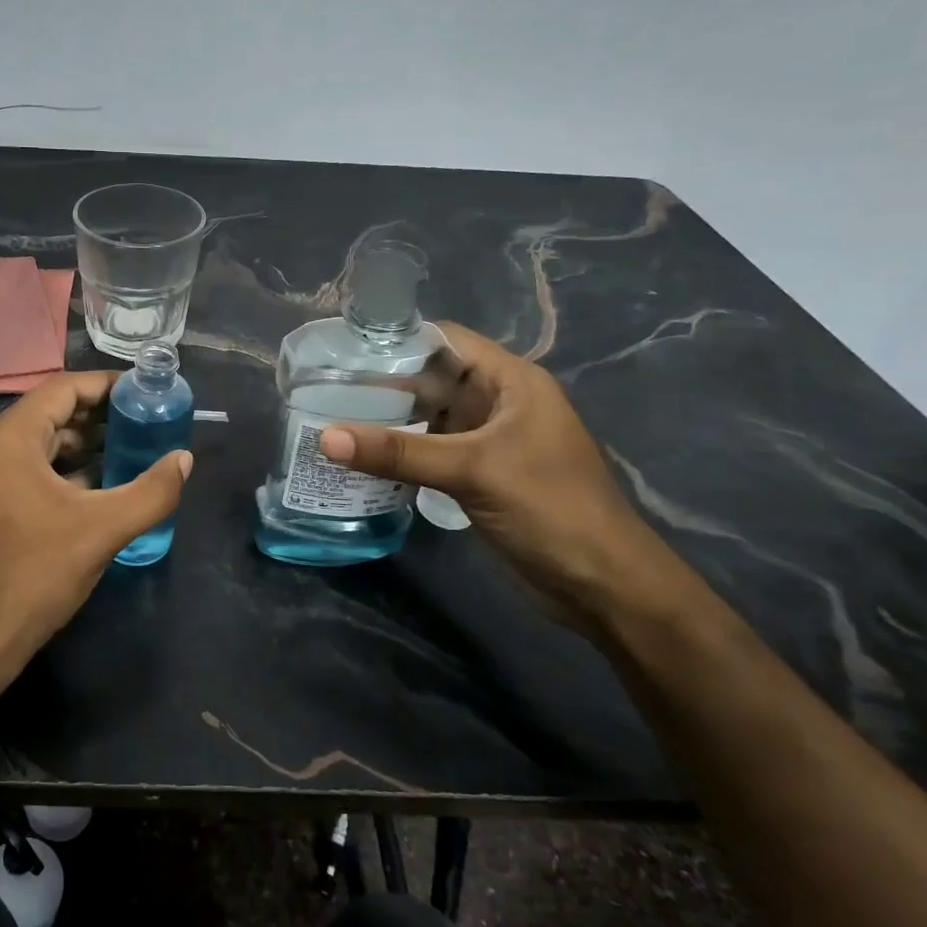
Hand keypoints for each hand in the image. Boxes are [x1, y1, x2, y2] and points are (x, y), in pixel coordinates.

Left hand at [0, 370, 191, 679]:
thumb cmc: (33, 576)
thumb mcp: (102, 531)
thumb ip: (152, 491)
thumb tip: (184, 459)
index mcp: (5, 439)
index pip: (62, 389)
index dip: (106, 386)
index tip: (143, 392)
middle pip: (47, 415)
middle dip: (97, 418)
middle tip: (142, 424)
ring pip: (34, 445)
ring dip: (79, 447)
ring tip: (127, 452)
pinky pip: (20, 471)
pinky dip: (57, 472)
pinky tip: (93, 488)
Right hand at [319, 322, 685, 629]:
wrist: (602, 585)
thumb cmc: (550, 508)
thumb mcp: (473, 470)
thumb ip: (399, 452)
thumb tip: (325, 438)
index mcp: (511, 381)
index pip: (445, 340)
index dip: (397, 340)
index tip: (343, 349)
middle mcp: (498, 402)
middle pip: (432, 379)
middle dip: (383, 383)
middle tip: (323, 388)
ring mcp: (488, 441)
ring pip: (428, 418)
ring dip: (387, 421)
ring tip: (330, 417)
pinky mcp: (478, 475)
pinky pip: (430, 452)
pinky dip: (400, 453)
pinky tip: (361, 458)